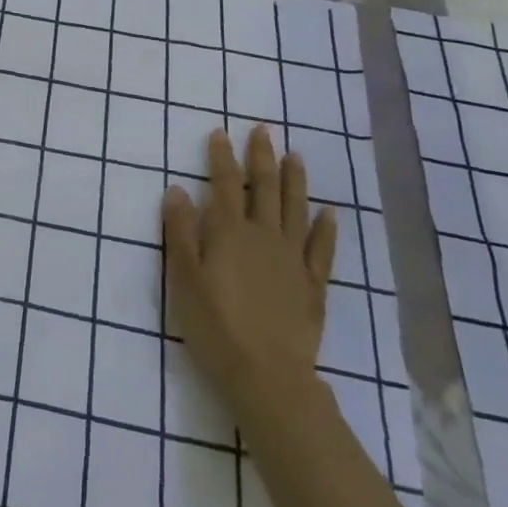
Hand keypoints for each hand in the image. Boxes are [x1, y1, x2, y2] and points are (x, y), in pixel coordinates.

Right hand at [163, 125, 336, 405]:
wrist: (267, 376)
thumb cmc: (215, 326)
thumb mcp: (184, 278)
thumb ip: (180, 232)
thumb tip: (177, 189)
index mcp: (229, 233)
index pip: (223, 184)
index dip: (222, 157)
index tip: (220, 133)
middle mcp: (263, 236)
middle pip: (263, 188)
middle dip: (261, 157)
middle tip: (263, 131)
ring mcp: (292, 259)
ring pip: (295, 209)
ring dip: (295, 180)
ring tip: (295, 156)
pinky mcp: (313, 284)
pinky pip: (322, 249)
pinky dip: (326, 228)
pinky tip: (329, 212)